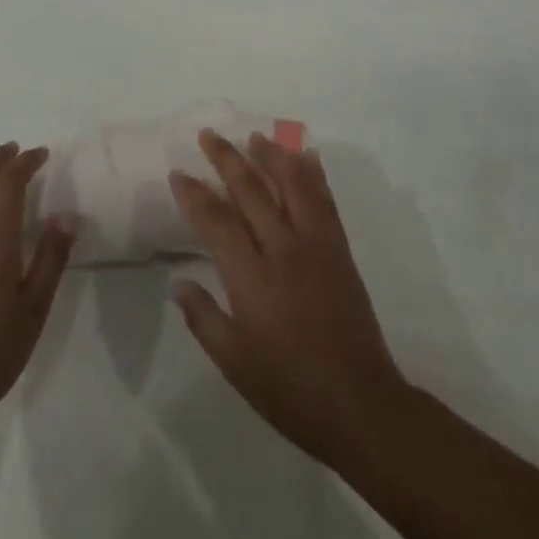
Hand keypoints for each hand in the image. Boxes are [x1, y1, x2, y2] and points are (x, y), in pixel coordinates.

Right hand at [168, 130, 410, 469]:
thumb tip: (178, 283)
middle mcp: (283, 249)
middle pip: (251, 191)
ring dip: (272, 155)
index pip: (216, 221)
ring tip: (254, 136)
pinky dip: (314, 174)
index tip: (178, 173)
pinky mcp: (340, 249)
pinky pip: (325, 201)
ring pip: (292, 185)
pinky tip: (307, 157)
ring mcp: (316, 245)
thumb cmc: (290, 389)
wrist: (360, 404)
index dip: (195, 195)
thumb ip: (204, 319)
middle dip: (226, 159)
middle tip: (208, 135)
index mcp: (252, 278)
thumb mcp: (235, 364)